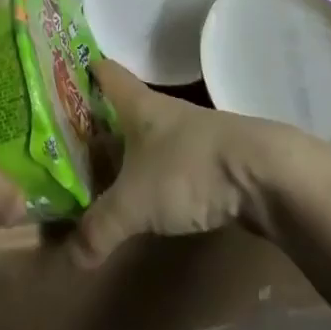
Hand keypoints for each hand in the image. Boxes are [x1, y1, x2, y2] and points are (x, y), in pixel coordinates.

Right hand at [72, 60, 270, 266]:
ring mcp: (194, 137)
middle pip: (125, 109)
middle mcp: (164, 113)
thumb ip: (100, 228)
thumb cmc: (189, 170)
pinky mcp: (216, 163)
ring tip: (103, 172)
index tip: (62, 73)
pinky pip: (175, 165)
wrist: (268, 177)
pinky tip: (149, 197)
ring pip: (150, 138)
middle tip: (69, 139)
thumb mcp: (135, 203)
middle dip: (100, 122)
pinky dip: (157, 176)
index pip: (106, 73)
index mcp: (139, 106)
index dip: (85, 71)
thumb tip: (69, 258)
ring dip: (130, 152)